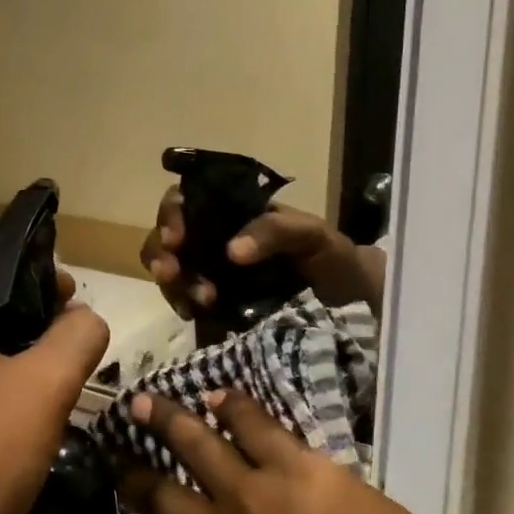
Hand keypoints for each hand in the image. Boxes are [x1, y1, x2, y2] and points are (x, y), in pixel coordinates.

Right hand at [117, 390, 474, 513]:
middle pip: (162, 496)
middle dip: (134, 471)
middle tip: (117, 448)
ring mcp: (256, 496)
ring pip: (198, 444)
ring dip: (169, 420)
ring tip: (148, 400)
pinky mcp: (299, 467)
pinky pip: (256, 425)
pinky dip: (234, 407)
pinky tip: (220, 396)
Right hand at [138, 190, 384, 314]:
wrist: (352, 307)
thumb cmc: (333, 259)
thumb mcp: (312, 235)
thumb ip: (276, 230)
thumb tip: (231, 251)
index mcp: (233, 214)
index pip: (188, 201)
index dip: (172, 214)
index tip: (176, 236)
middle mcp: (214, 239)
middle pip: (167, 236)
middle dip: (160, 252)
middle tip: (171, 272)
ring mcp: (212, 274)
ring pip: (170, 270)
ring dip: (172, 282)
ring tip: (197, 300)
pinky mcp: (215, 308)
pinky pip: (183, 301)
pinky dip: (181, 304)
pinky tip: (194, 313)